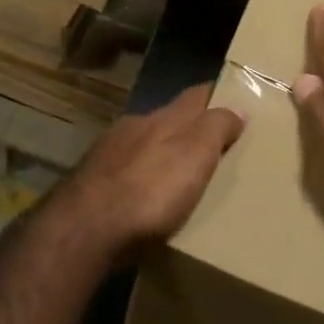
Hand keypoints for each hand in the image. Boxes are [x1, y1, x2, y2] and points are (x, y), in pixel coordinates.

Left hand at [53, 84, 246, 258]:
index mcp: (162, 118)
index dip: (216, 96)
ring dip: (162, 154)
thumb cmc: (150, 190)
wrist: (86, 228)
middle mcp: (133, 127)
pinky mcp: (93, 183)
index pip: (195, 95)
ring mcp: (108, 154)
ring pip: (144, 145)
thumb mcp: (194, 155)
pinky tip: (146, 198)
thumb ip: (215, 128)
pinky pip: (126, 173)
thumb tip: (237, 106)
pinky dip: (142, 179)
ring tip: (182, 177)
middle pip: (168, 119)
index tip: (237, 100)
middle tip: (215, 146)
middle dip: (189, 127)